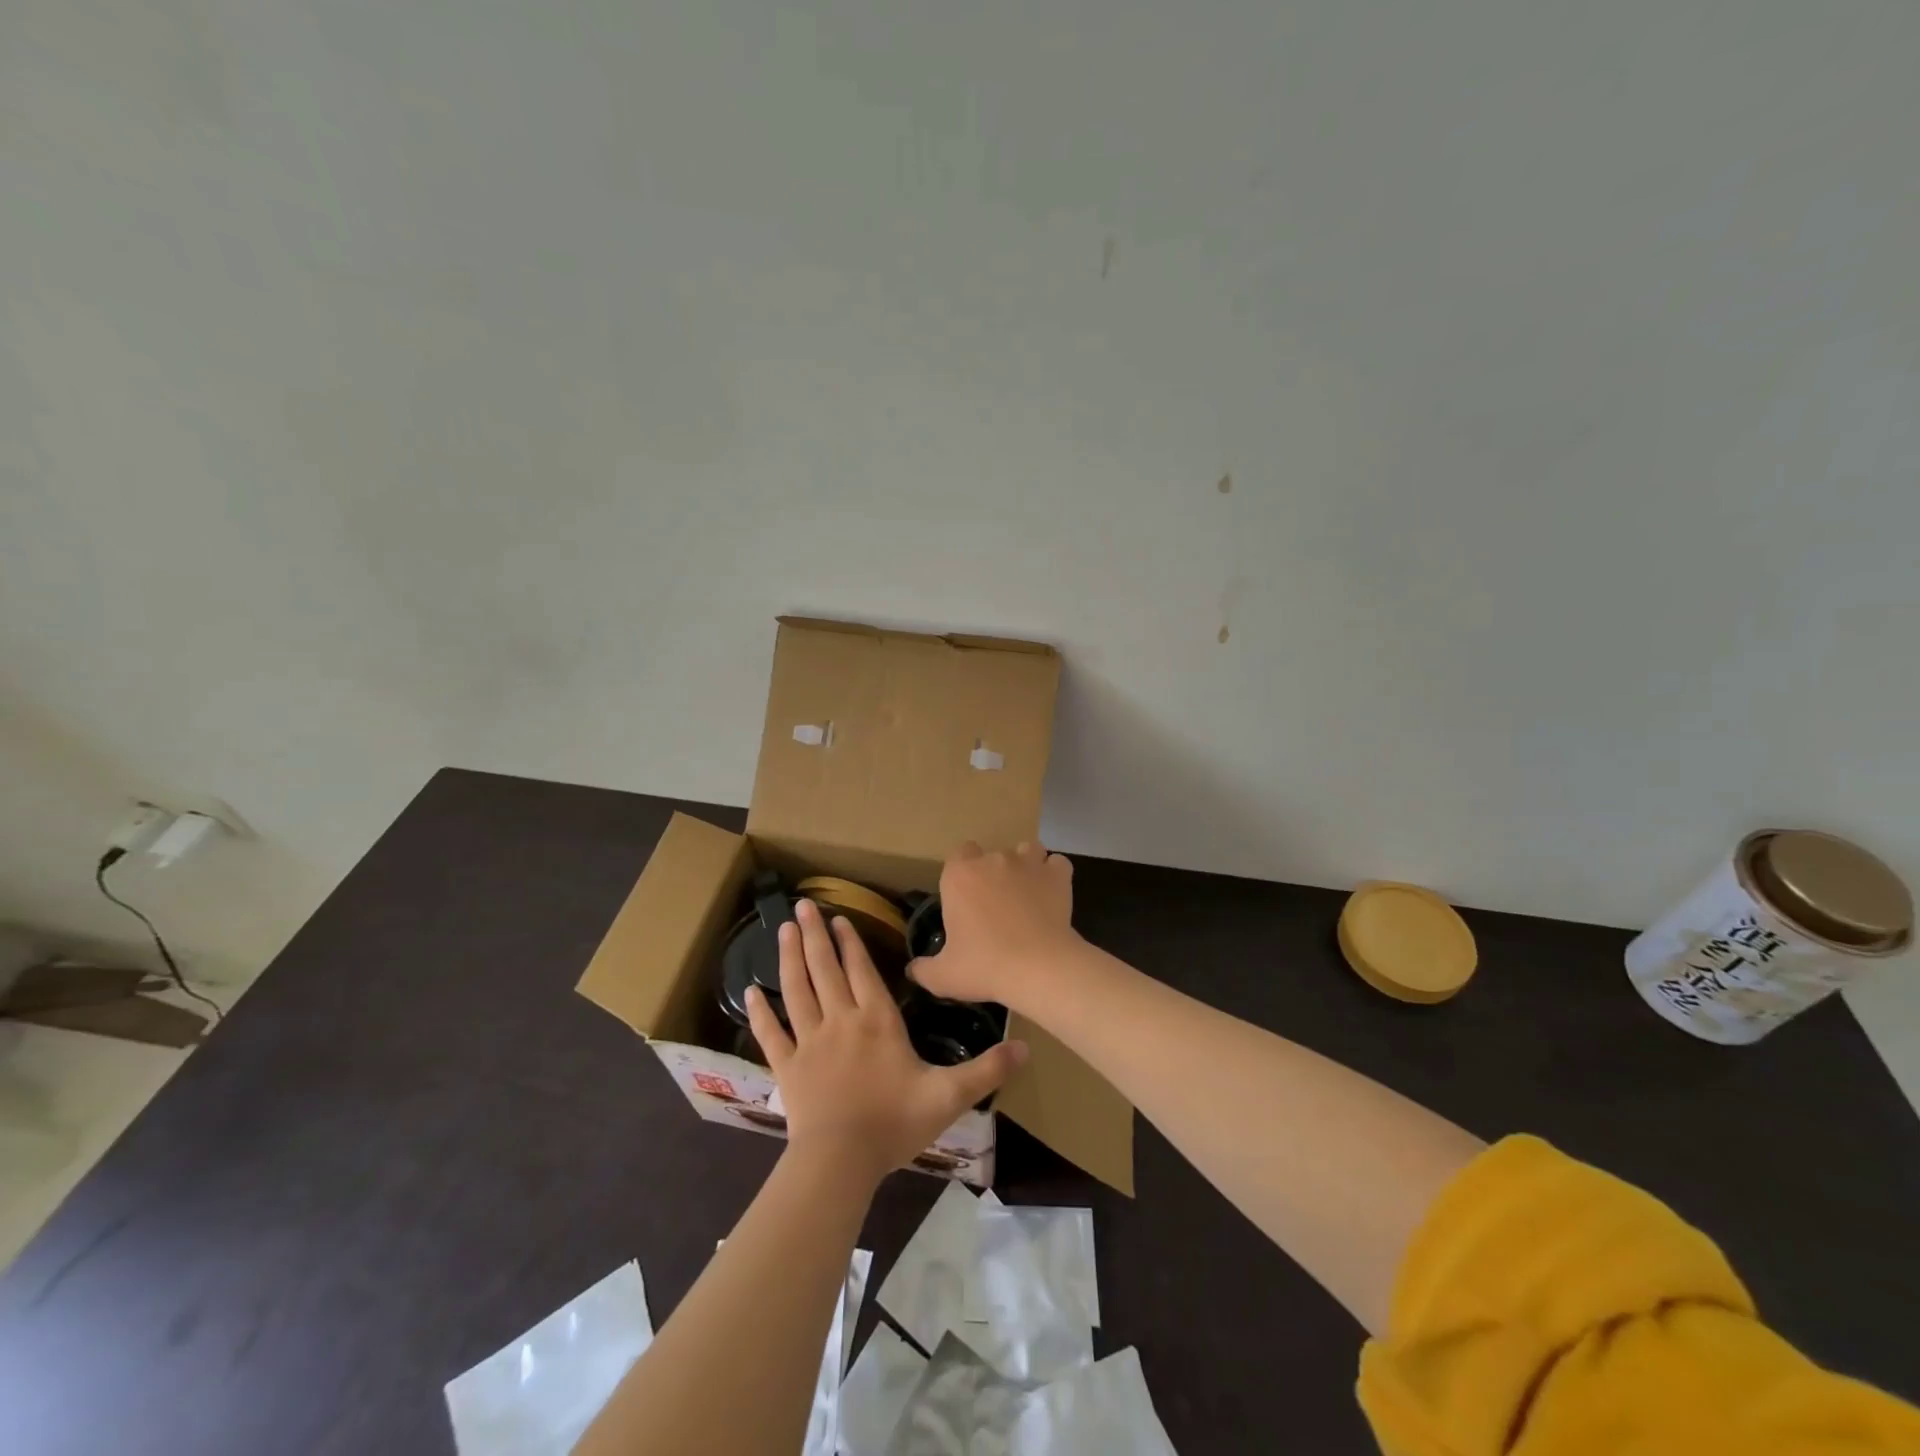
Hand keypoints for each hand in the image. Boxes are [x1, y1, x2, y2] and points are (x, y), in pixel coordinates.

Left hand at [748, 898, 1026, 1185]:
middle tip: (801, 907)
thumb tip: (1026, 1047)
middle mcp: (841, 1020)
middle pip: (824, 969)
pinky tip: (749, 992)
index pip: (862, 971)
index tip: (839, 917)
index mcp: (877, 1020)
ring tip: (783, 930)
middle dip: (815, 935)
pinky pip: (771, 1034)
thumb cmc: (894, 1123)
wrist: (841, 1161)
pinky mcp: (787, 1067)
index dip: (850, 942)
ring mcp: (809, 1041)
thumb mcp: (948, 1096)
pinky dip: (760, 1013)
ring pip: (796, 990)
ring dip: (789, 958)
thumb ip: (986, 1070)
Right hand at [909, 842, 1081, 1008]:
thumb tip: (912, 969)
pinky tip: (1052, 892)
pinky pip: (1057, 864)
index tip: (966, 897)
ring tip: (1026, 893)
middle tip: (996, 906)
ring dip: (1025, 866)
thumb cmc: (984, 966)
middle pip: (992, 855)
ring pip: (1026, 850)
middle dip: (993, 873)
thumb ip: (924, 969)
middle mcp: (993, 860)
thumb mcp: (944, 976)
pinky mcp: (1057, 875)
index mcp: (960, 875)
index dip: (963, 872)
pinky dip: (1054, 874)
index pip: (959, 854)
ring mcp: (1028, 863)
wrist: (1037, 967)